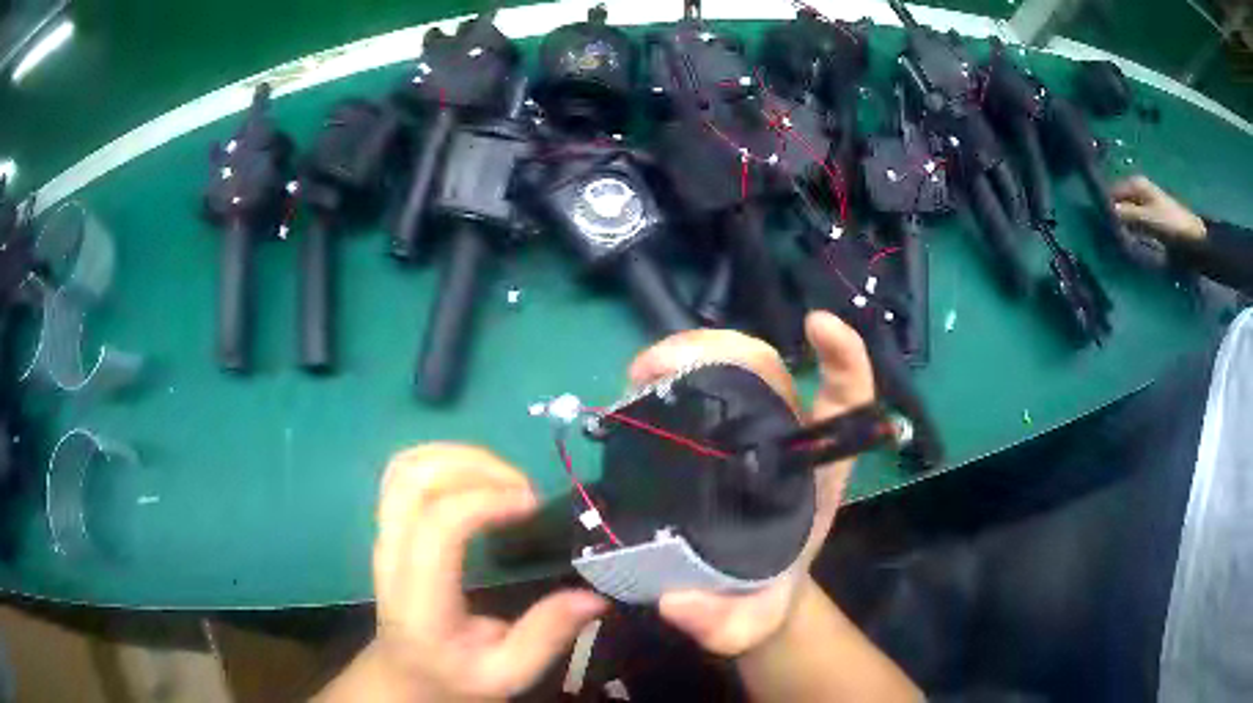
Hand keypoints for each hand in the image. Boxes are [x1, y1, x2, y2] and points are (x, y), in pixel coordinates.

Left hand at [359, 444, 606, 701]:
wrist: (404, 673)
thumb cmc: (454, 674)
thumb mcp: (507, 673)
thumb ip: (546, 637)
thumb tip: (594, 597)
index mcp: (421, 596)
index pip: (439, 524)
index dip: (486, 500)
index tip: (533, 504)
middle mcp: (393, 554)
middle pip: (414, 479)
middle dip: (474, 466)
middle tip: (523, 488)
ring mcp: (386, 534)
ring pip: (406, 467)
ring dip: (458, 456)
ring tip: (504, 477)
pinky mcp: (390, 526)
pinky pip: (404, 472)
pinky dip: (442, 458)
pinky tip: (476, 476)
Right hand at [626, 311, 874, 656]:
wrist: (742, 596)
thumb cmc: (761, 599)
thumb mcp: (749, 623)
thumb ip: (723, 624)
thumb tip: (677, 603)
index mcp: (817, 472)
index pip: (847, 401)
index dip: (843, 357)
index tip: (819, 326)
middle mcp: (786, 440)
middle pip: (771, 370)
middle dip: (724, 349)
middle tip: (661, 365)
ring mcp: (748, 433)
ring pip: (731, 369)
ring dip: (689, 354)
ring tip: (640, 372)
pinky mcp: (713, 437)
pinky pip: (698, 390)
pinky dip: (671, 375)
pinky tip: (638, 387)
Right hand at [1112, 175, 1205, 242]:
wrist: (1194, 240)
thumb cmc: (1171, 225)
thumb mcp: (1146, 219)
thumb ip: (1125, 214)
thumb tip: (1104, 213)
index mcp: (1135, 183)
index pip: (1111, 192)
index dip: (1105, 206)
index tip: (1100, 225)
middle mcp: (1138, 189)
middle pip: (1118, 202)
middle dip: (1114, 217)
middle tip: (1109, 236)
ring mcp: (1145, 203)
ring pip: (1126, 214)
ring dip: (1122, 226)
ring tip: (1119, 241)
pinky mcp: (1151, 218)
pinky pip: (1134, 222)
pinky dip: (1131, 231)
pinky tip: (1130, 242)